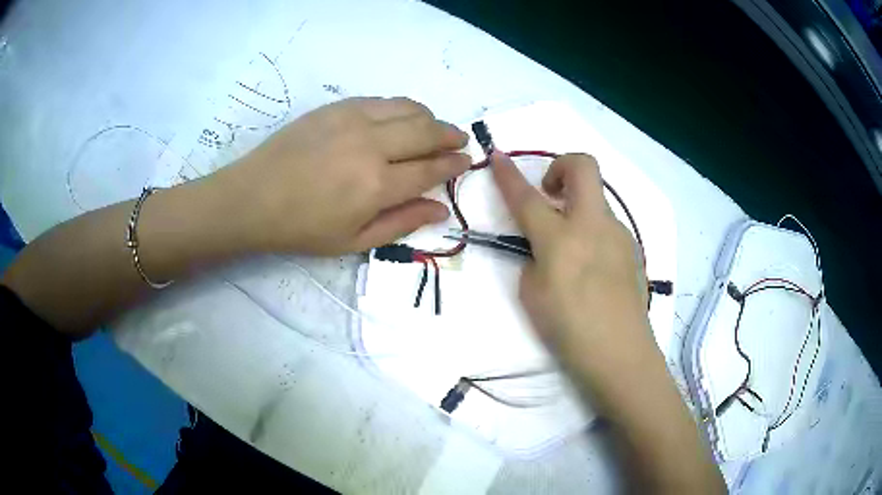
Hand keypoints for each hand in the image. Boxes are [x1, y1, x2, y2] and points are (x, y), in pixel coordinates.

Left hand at [212, 97, 469, 254]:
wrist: (253, 197)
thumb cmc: (302, 227)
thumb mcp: (354, 241)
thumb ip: (402, 223)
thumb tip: (441, 209)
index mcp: (377, 184)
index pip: (431, 168)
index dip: (453, 164)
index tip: (465, 162)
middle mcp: (372, 144)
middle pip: (427, 131)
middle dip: (450, 135)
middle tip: (459, 140)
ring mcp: (353, 119)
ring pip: (408, 108)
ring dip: (428, 117)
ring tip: (433, 127)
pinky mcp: (337, 106)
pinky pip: (381, 100)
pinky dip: (400, 108)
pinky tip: (399, 118)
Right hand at [493, 152, 725, 492]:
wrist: (620, 354)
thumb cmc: (569, 331)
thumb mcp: (532, 295)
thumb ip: (534, 260)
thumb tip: (545, 247)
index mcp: (561, 239)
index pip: (527, 197)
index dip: (508, 175)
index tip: (498, 156)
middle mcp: (592, 225)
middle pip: (583, 166)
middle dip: (561, 165)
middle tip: (549, 193)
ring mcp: (617, 234)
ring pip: (596, 197)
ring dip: (577, 204)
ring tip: (569, 243)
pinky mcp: (631, 248)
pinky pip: (606, 224)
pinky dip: (591, 228)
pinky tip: (589, 263)